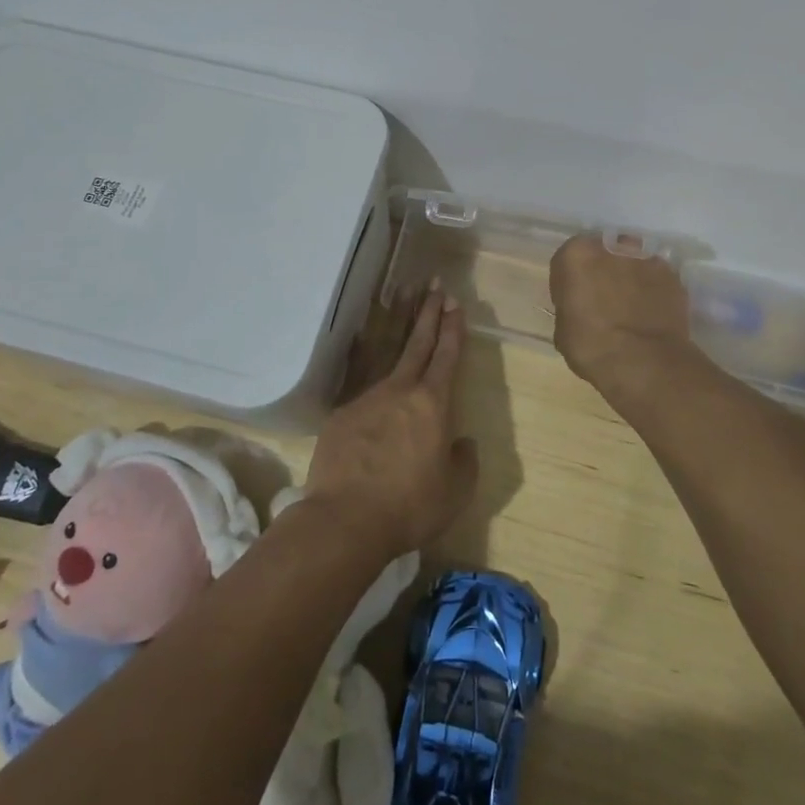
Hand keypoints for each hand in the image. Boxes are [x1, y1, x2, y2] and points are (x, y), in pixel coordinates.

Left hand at [306, 286, 478, 561]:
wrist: (345, 519)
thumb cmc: (410, 506)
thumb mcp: (455, 491)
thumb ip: (464, 460)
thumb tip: (460, 442)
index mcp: (433, 403)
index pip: (447, 356)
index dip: (453, 328)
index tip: (455, 303)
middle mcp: (400, 390)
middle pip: (417, 342)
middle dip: (428, 313)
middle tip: (434, 285)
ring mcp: (366, 398)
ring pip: (387, 357)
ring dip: (397, 329)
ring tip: (402, 301)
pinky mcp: (341, 414)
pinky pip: (360, 388)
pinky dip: (368, 374)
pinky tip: (364, 363)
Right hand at [549, 235, 695, 389]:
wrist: (644, 363)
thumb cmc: (592, 347)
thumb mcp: (563, 330)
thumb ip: (570, 307)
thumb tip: (581, 309)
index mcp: (577, 255)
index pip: (567, 260)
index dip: (569, 282)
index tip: (573, 301)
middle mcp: (611, 247)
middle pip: (603, 254)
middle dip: (602, 272)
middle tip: (602, 301)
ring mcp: (646, 259)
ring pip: (632, 263)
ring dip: (629, 278)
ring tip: (630, 309)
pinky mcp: (672, 276)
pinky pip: (655, 279)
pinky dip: (652, 291)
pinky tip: (651, 314)